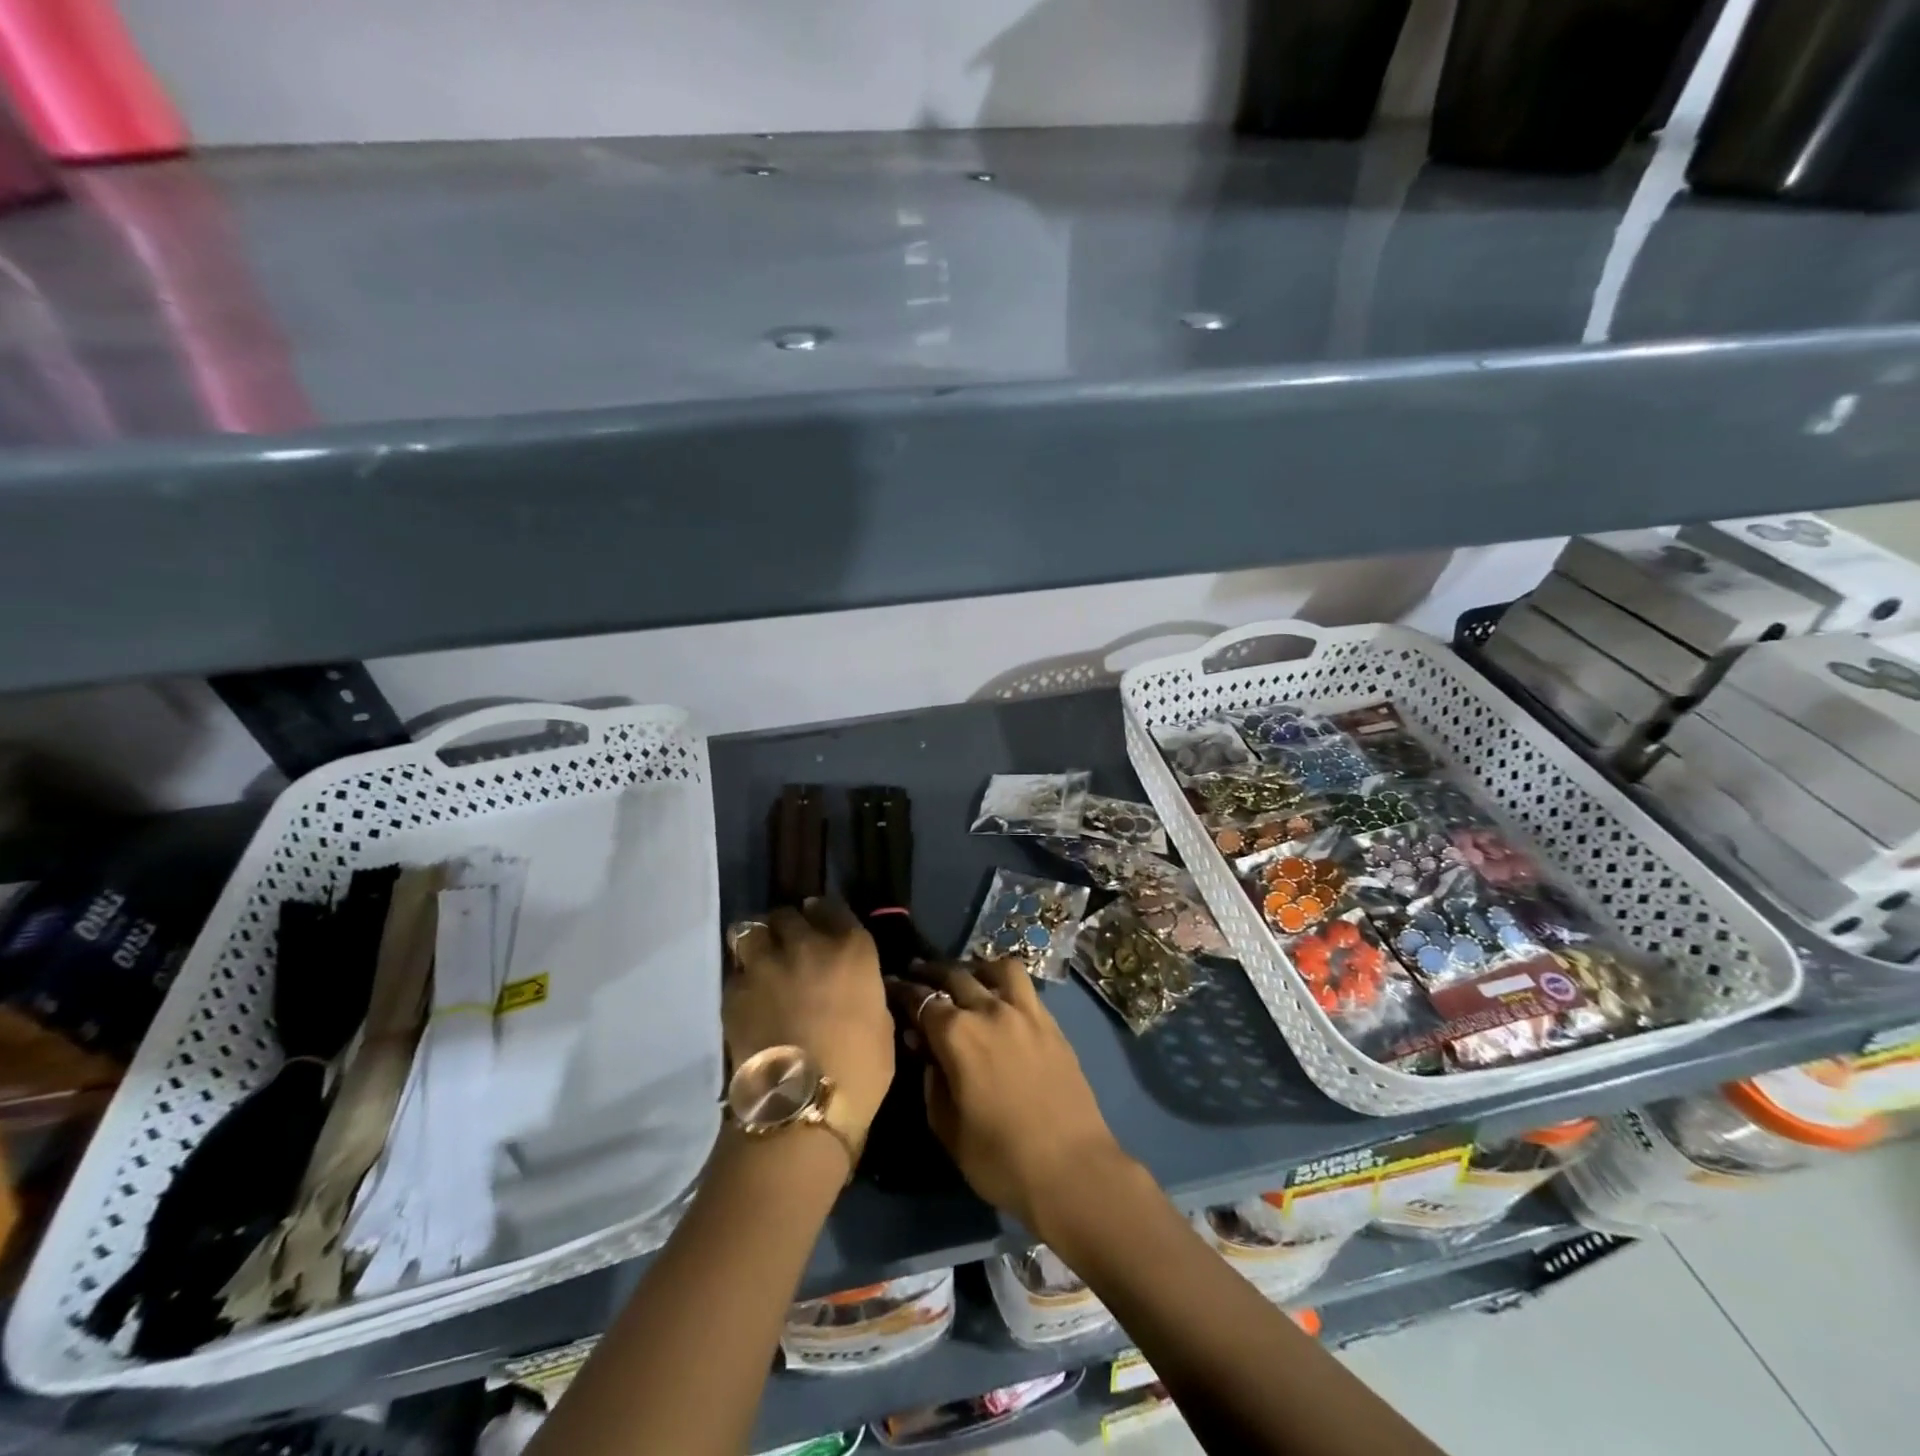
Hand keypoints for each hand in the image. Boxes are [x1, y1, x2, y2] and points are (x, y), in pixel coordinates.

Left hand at [725, 901, 893, 1136]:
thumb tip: (855, 989)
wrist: (800, 1105)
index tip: (820, 922)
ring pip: (752, 929)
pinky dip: (742, 978)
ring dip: (758, 941)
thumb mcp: (881, 1024)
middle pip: (790, 915)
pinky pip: (736, 971)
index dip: (825, 914)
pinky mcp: (734, 990)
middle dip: (789, 927)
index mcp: (852, 949)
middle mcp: (808, 944)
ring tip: (761, 959)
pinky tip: (748, 997)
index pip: (835, 909)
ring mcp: (766, 964)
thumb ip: (865, 993)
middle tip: (790, 946)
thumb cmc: (859, 1071)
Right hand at [886, 961, 1130, 1235]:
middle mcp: (989, 1010)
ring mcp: (1025, 1012)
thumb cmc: (1000, 1159)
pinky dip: (1006, 983)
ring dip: (975, 968)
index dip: (902, 990)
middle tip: (918, 973)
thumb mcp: (948, 1128)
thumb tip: (924, 1049)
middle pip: (955, 975)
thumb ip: (931, 1081)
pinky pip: (1025, 987)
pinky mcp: (1051, 1023)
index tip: (890, 985)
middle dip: (931, 972)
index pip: (921, 1000)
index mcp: (957, 1035)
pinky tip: (1001, 999)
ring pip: (996, 968)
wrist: (1072, 1169)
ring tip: (968, 978)